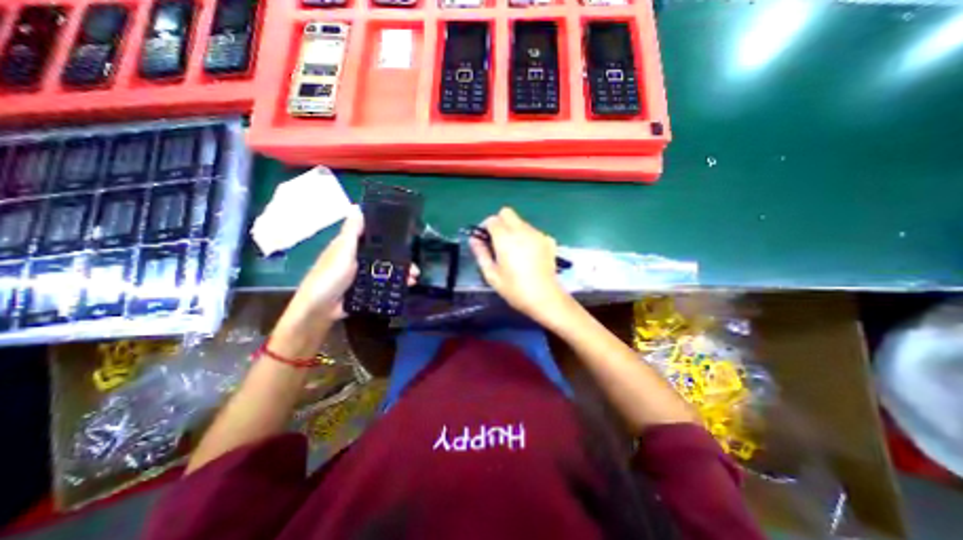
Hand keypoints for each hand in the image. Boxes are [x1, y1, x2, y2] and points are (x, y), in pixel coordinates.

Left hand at [274, 204, 417, 332]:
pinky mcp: (366, 290)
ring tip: (414, 279)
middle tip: (415, 268)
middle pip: (386, 256)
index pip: (375, 237)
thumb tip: (358, 206)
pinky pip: (384, 284)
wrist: (320, 309)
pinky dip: (396, 285)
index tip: (409, 239)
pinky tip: (407, 287)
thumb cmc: (330, 276)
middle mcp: (359, 259)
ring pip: (387, 271)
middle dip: (402, 261)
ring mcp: (363, 276)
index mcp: (352, 246)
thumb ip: (352, 232)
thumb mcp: (342, 250)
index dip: (392, 237)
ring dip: (402, 274)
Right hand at [469, 207, 569, 324]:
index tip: (485, 240)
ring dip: (514, 230)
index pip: (492, 220)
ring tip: (514, 251)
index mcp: (505, 239)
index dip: (486, 228)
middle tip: (498, 242)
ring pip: (521, 222)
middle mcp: (522, 231)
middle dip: (500, 223)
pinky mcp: (548, 240)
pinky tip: (529, 254)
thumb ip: (481, 254)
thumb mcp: (492, 275)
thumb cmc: (515, 289)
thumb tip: (474, 239)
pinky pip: (533, 231)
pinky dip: (527, 237)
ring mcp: (537, 234)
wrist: (545, 298)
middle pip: (507, 213)